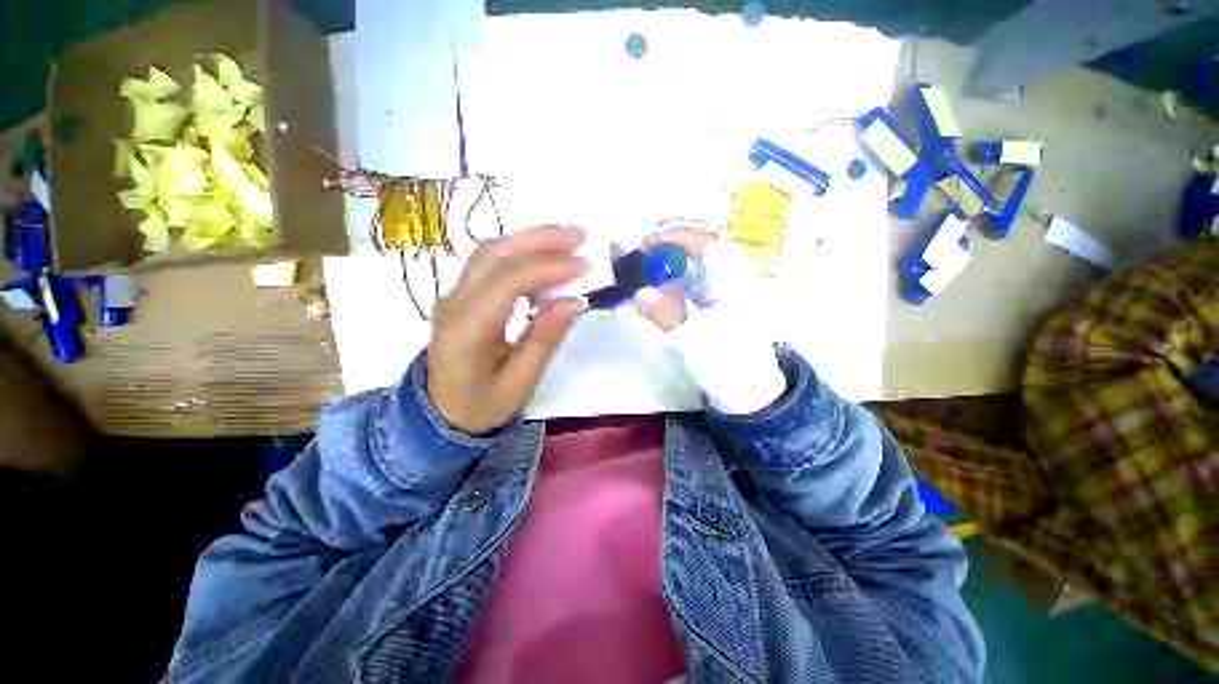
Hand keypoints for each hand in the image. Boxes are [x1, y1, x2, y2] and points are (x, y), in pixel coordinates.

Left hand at [427, 226, 587, 433]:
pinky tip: (544, 256)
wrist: (441, 413)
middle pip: (495, 253)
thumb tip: (573, 301)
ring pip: (491, 251)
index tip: (584, 266)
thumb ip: (544, 341)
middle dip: (540, 239)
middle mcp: (453, 303)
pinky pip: (490, 262)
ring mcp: (453, 295)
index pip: (508, 281)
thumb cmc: (482, 406)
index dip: (548, 267)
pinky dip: (521, 252)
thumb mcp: (520, 384)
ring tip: (567, 240)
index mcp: (466, 330)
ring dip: (530, 240)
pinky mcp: (461, 294)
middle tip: (580, 236)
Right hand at [633, 226, 785, 414]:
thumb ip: (668, 315)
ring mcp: (724, 291)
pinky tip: (656, 292)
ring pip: (695, 263)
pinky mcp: (715, 304)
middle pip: (700, 248)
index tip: (647, 243)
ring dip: (668, 263)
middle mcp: (732, 278)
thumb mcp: (696, 341)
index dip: (677, 237)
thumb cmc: (728, 364)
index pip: (709, 242)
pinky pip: (692, 282)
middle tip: (640, 254)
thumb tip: (639, 293)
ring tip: (643, 270)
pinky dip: (671, 282)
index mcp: (735, 282)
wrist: (747, 391)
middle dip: (668, 247)